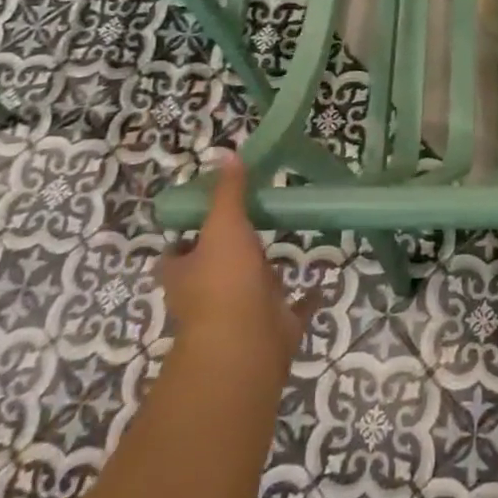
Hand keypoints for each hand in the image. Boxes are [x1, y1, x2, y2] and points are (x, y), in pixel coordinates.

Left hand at [159, 154, 313, 382]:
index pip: (176, 252)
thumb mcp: (223, 225)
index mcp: (184, 274)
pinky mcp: (272, 328)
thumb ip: (228, 191)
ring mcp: (240, 315)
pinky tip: (321, 282)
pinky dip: (305, 298)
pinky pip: (292, 308)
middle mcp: (206, 297)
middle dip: (229, 253)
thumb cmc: (224, 281)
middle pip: (213, 270)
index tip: (208, 213)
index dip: (186, 235)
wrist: (245, 344)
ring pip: (252, 289)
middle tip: (253, 223)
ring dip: (265, 274)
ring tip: (286, 244)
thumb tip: (226, 153)